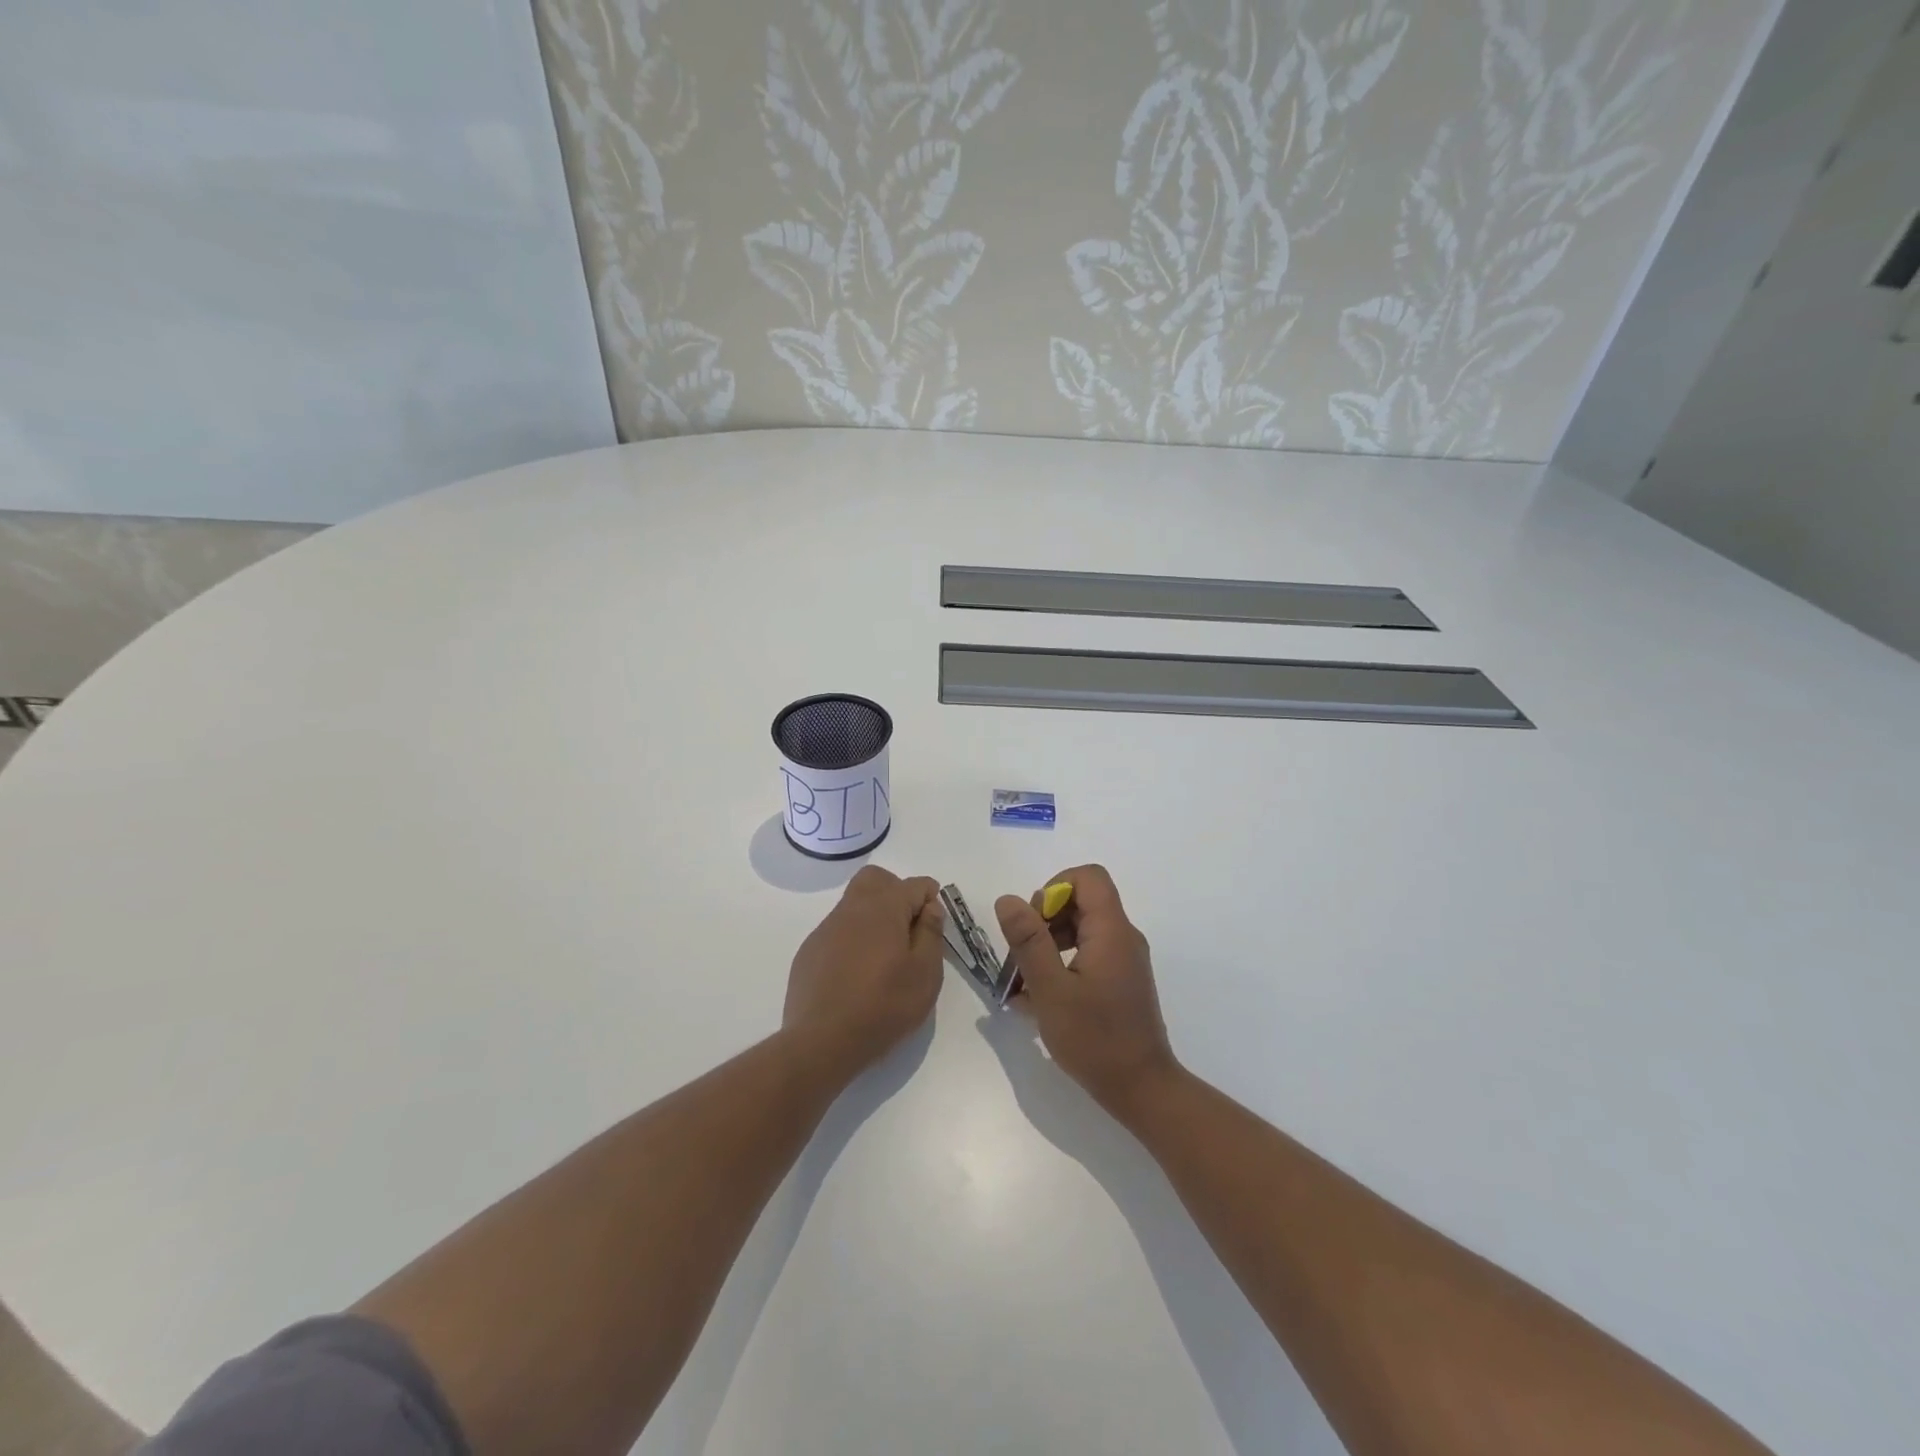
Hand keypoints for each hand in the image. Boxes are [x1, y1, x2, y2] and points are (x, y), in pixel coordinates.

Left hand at [785, 866, 944, 1076]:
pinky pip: (837, 929)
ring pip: (854, 902)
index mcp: (883, 909)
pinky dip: (853, 938)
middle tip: (909, 927)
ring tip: (885, 955)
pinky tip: (858, 972)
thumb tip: (930, 907)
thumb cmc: (884, 1007)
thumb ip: (931, 933)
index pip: (914, 885)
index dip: (930, 897)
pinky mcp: (810, 950)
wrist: (822, 1041)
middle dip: (897, 891)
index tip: (935, 923)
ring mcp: (826, 928)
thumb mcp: (925, 974)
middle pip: (876, 879)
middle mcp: (852, 909)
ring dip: (874, 915)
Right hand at [995, 865, 1179, 1121]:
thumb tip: (1008, 899)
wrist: (1142, 1090)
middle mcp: (1122, 937)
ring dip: (1048, 943)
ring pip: (1081, 928)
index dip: (1054, 888)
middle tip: (1023, 956)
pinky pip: (1087, 954)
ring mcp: (1123, 960)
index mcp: (1111, 931)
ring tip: (1025, 980)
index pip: (1088, 877)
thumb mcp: (1051, 989)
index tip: (1034, 923)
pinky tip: (1039, 999)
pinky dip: (1061, 964)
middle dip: (1045, 919)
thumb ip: (1028, 941)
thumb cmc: (1095, 1039)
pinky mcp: (1120, 981)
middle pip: (1082, 901)